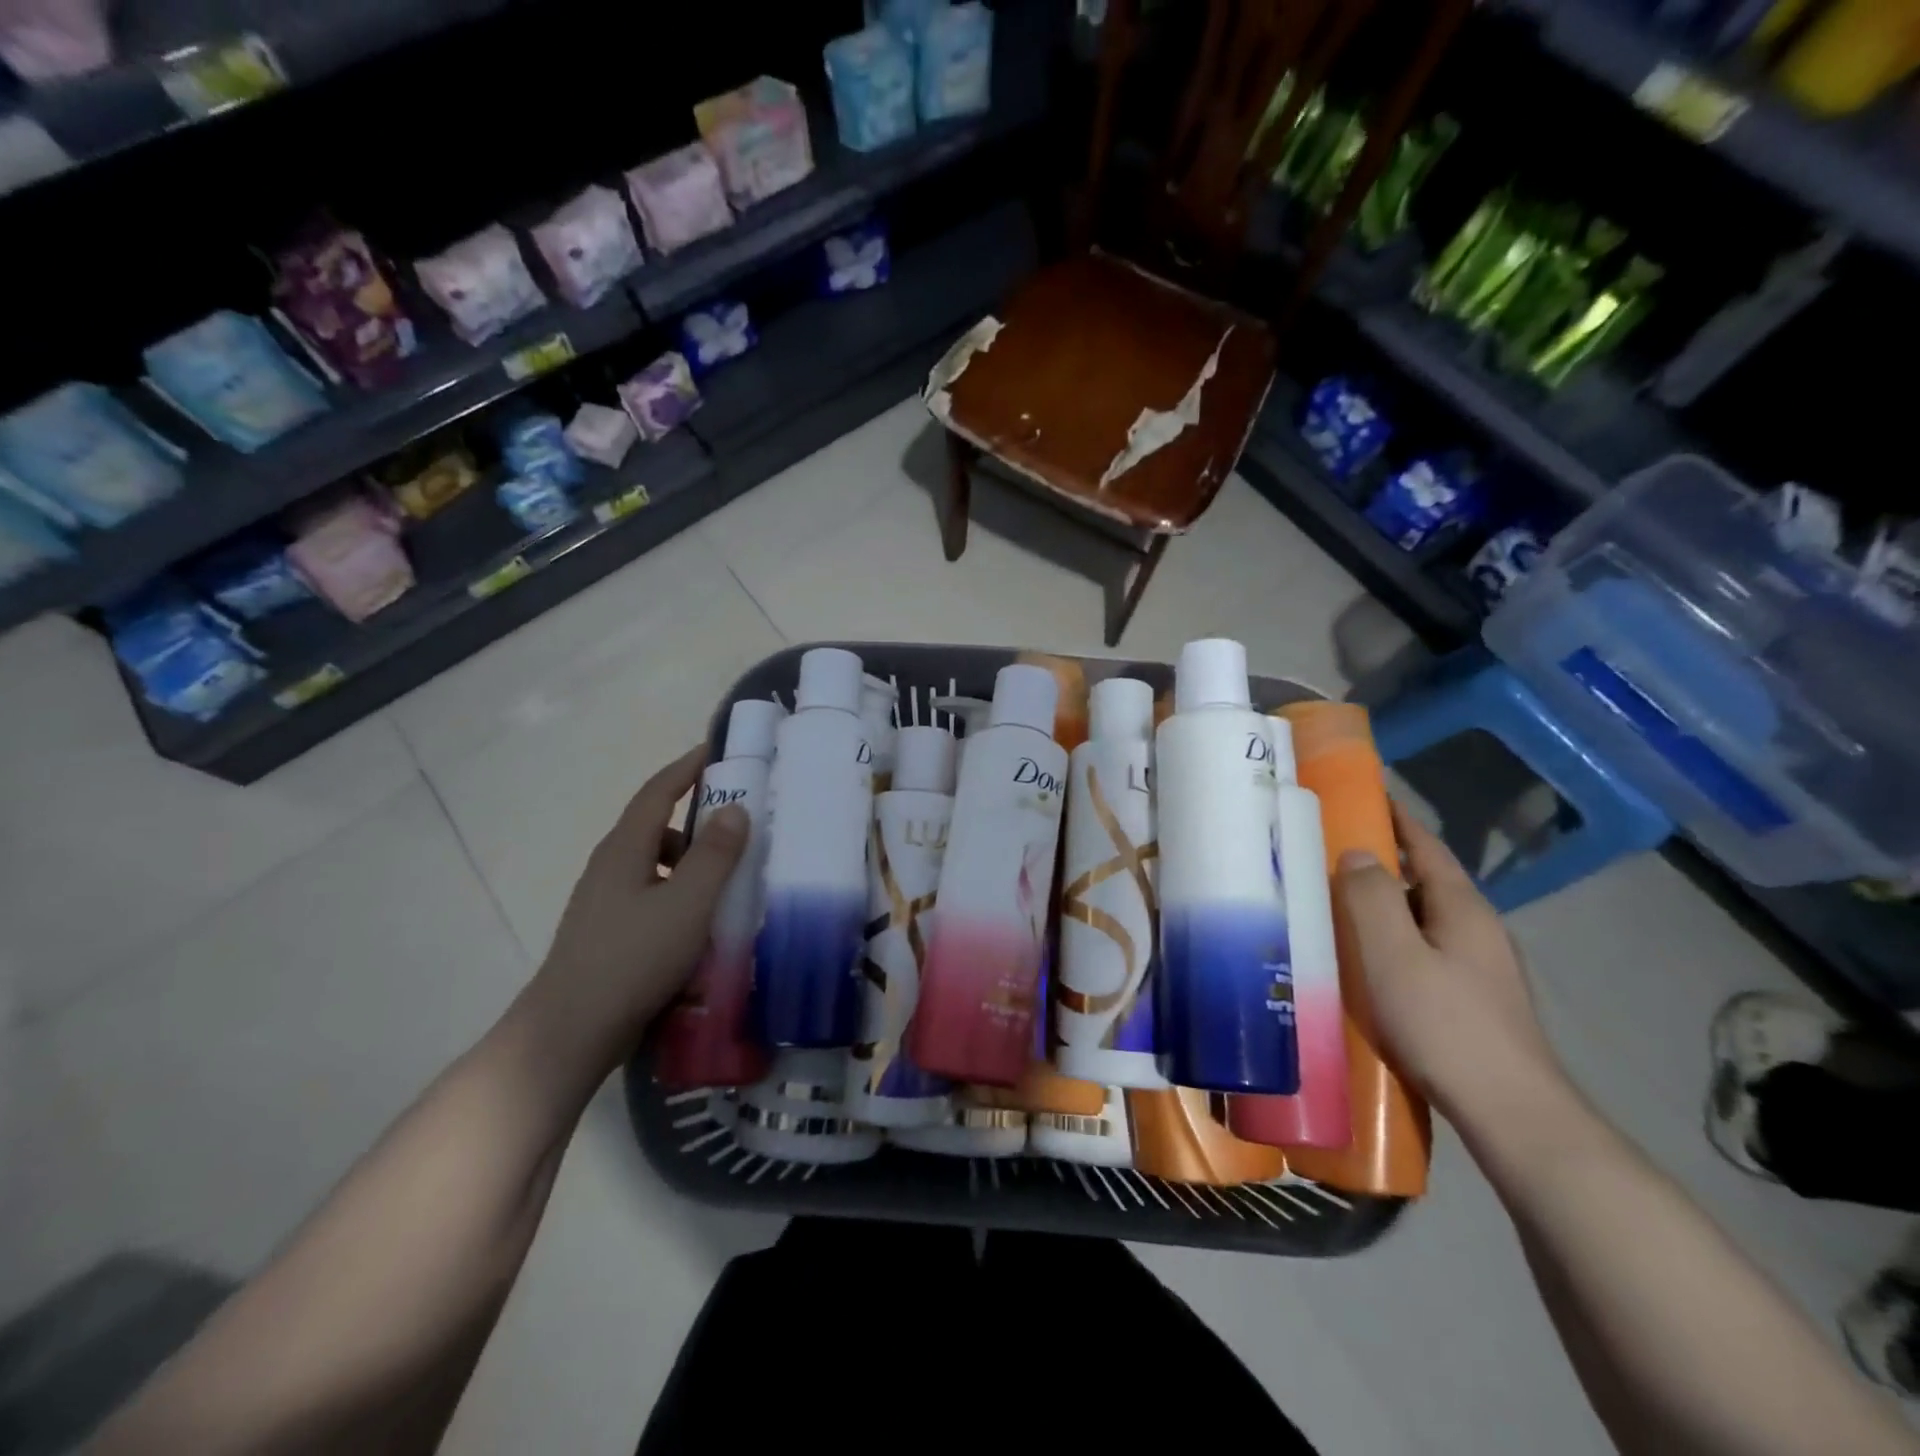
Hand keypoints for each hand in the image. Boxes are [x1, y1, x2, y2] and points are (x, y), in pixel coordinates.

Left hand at [520, 747, 747, 1079]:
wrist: (570, 1032)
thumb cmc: (633, 959)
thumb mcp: (688, 903)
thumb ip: (715, 855)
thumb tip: (734, 808)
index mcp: (624, 849)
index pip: (657, 792)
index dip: (686, 768)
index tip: (715, 751)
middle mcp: (609, 866)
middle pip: (655, 826)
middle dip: (696, 817)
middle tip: (739, 820)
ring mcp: (604, 902)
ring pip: (653, 864)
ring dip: (689, 860)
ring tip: (727, 877)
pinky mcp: (607, 933)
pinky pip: (650, 894)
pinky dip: (679, 892)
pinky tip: (699, 921)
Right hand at [1334, 803, 1565, 1123]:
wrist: (1511, 1114)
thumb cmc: (1445, 1024)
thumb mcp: (1394, 953)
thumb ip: (1371, 897)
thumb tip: (1357, 854)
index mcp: (1463, 909)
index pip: (1428, 848)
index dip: (1398, 821)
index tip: (1366, 797)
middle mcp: (1477, 931)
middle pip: (1424, 884)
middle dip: (1381, 867)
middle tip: (1326, 859)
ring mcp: (1480, 971)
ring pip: (1422, 923)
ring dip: (1384, 910)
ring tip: (1335, 910)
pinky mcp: (1472, 1004)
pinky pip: (1422, 954)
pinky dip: (1391, 945)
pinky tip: (1365, 965)